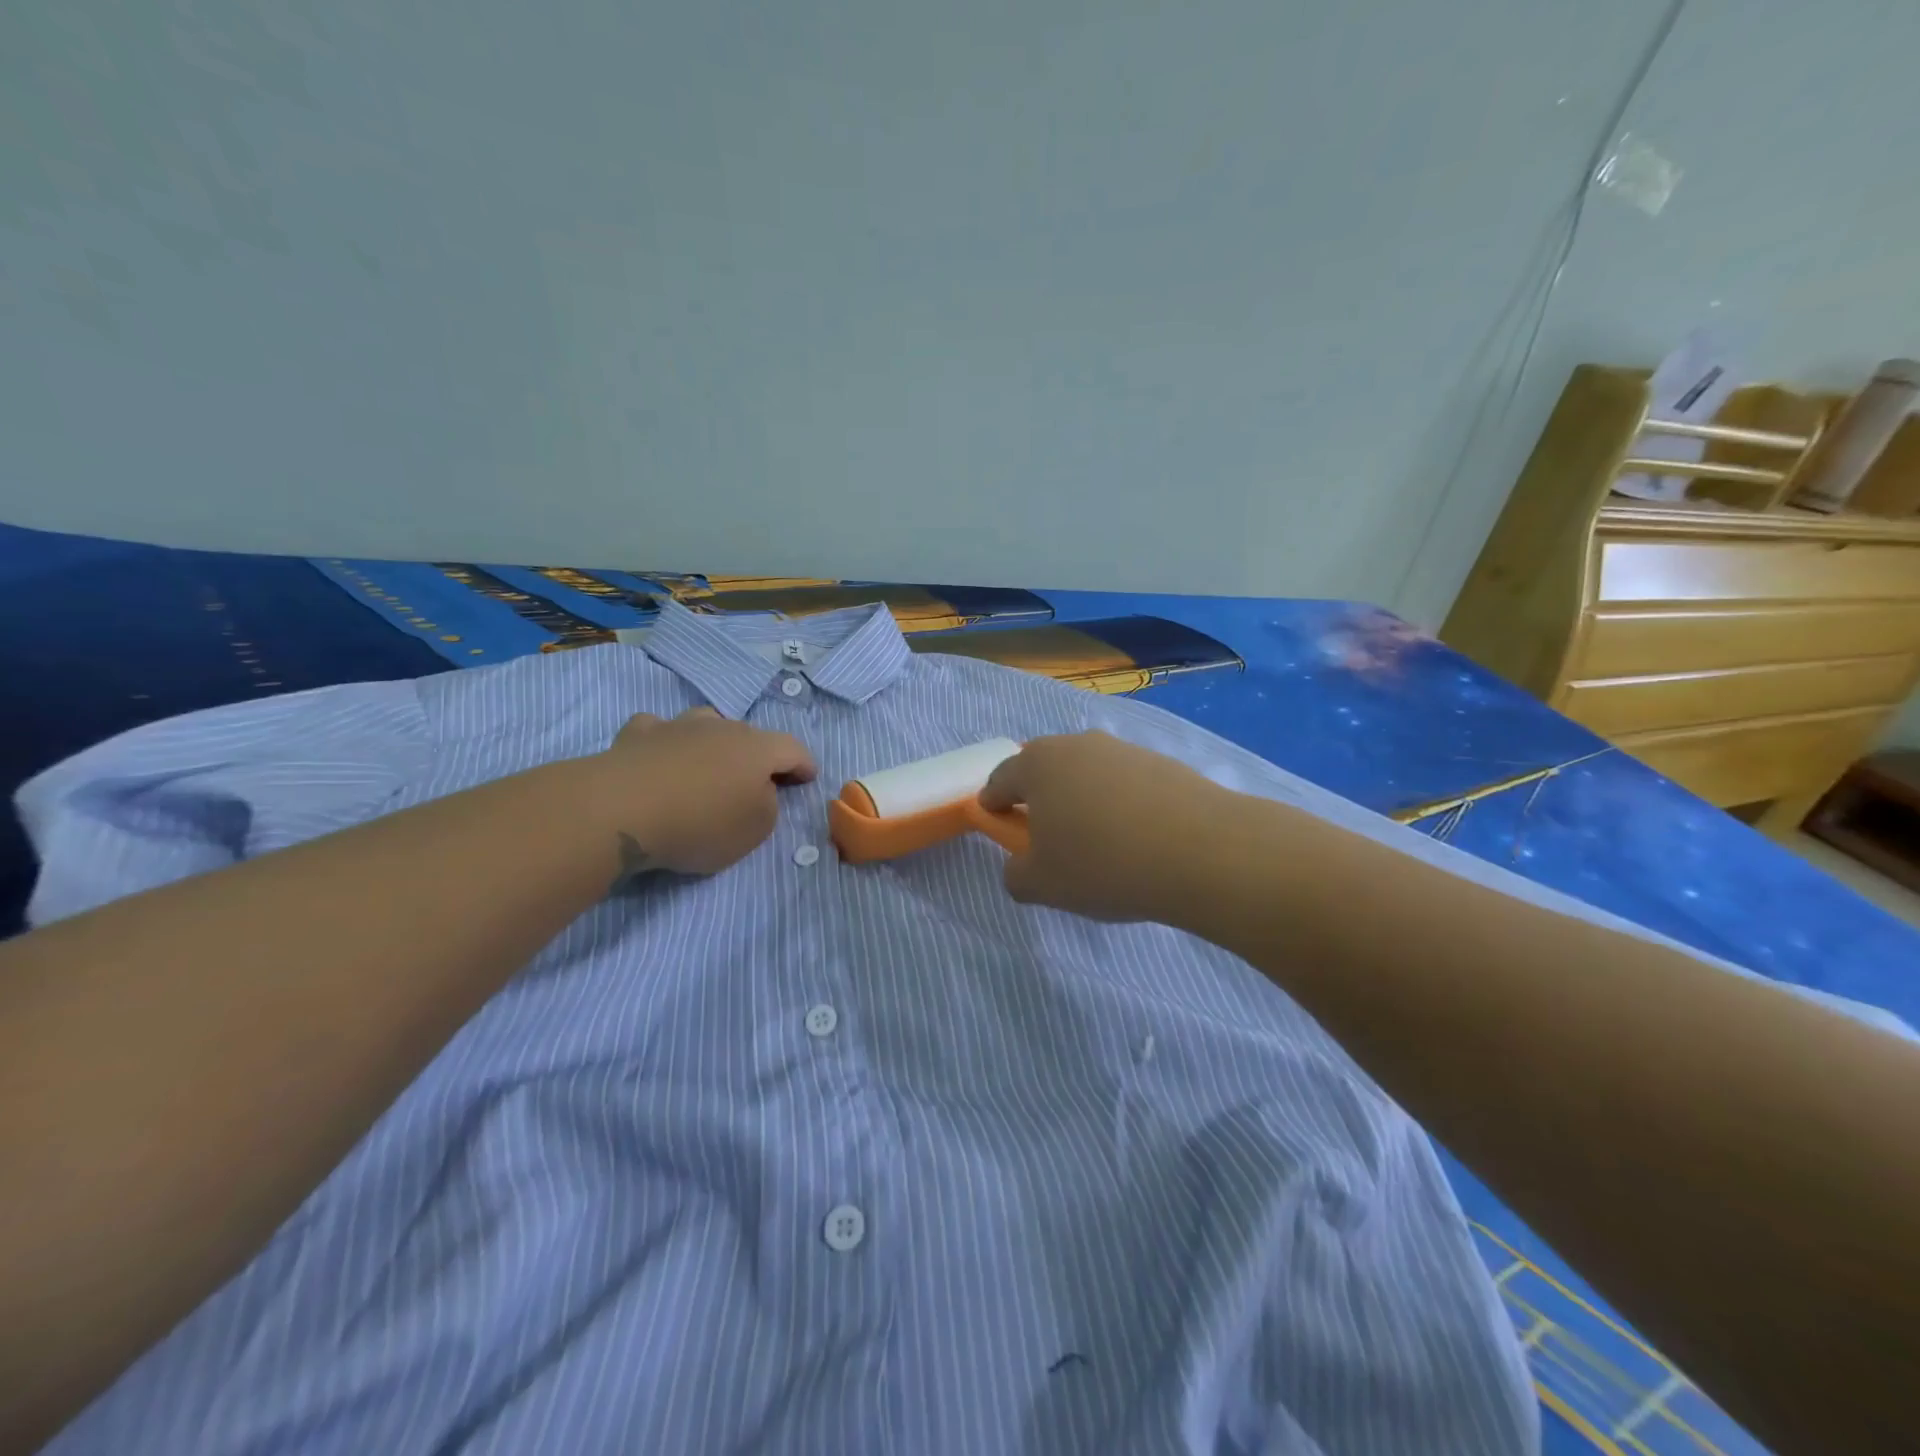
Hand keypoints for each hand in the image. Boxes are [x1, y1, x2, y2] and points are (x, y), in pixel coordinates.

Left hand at [596, 708, 815, 877]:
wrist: (622, 809)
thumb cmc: (700, 823)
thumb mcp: (754, 830)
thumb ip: (767, 807)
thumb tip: (758, 792)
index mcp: (757, 749)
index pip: (793, 749)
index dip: (804, 764)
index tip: (808, 778)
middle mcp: (721, 728)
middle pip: (750, 736)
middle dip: (759, 756)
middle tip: (756, 781)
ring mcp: (677, 726)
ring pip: (706, 723)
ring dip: (714, 742)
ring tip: (709, 764)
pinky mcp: (637, 735)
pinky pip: (659, 730)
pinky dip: (666, 741)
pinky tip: (660, 756)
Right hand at [979, 732, 1234, 921]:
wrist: (1202, 852)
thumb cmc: (1102, 864)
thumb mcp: (1041, 885)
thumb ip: (1015, 875)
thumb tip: (1022, 867)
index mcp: (1038, 764)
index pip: (1001, 778)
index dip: (993, 802)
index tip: (995, 820)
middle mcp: (1079, 745)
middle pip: (1047, 771)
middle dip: (1041, 800)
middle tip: (1048, 839)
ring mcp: (1125, 751)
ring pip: (1089, 776)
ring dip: (1084, 802)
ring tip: (1100, 845)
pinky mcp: (1165, 764)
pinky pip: (1127, 786)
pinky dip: (1122, 807)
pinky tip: (1138, 841)